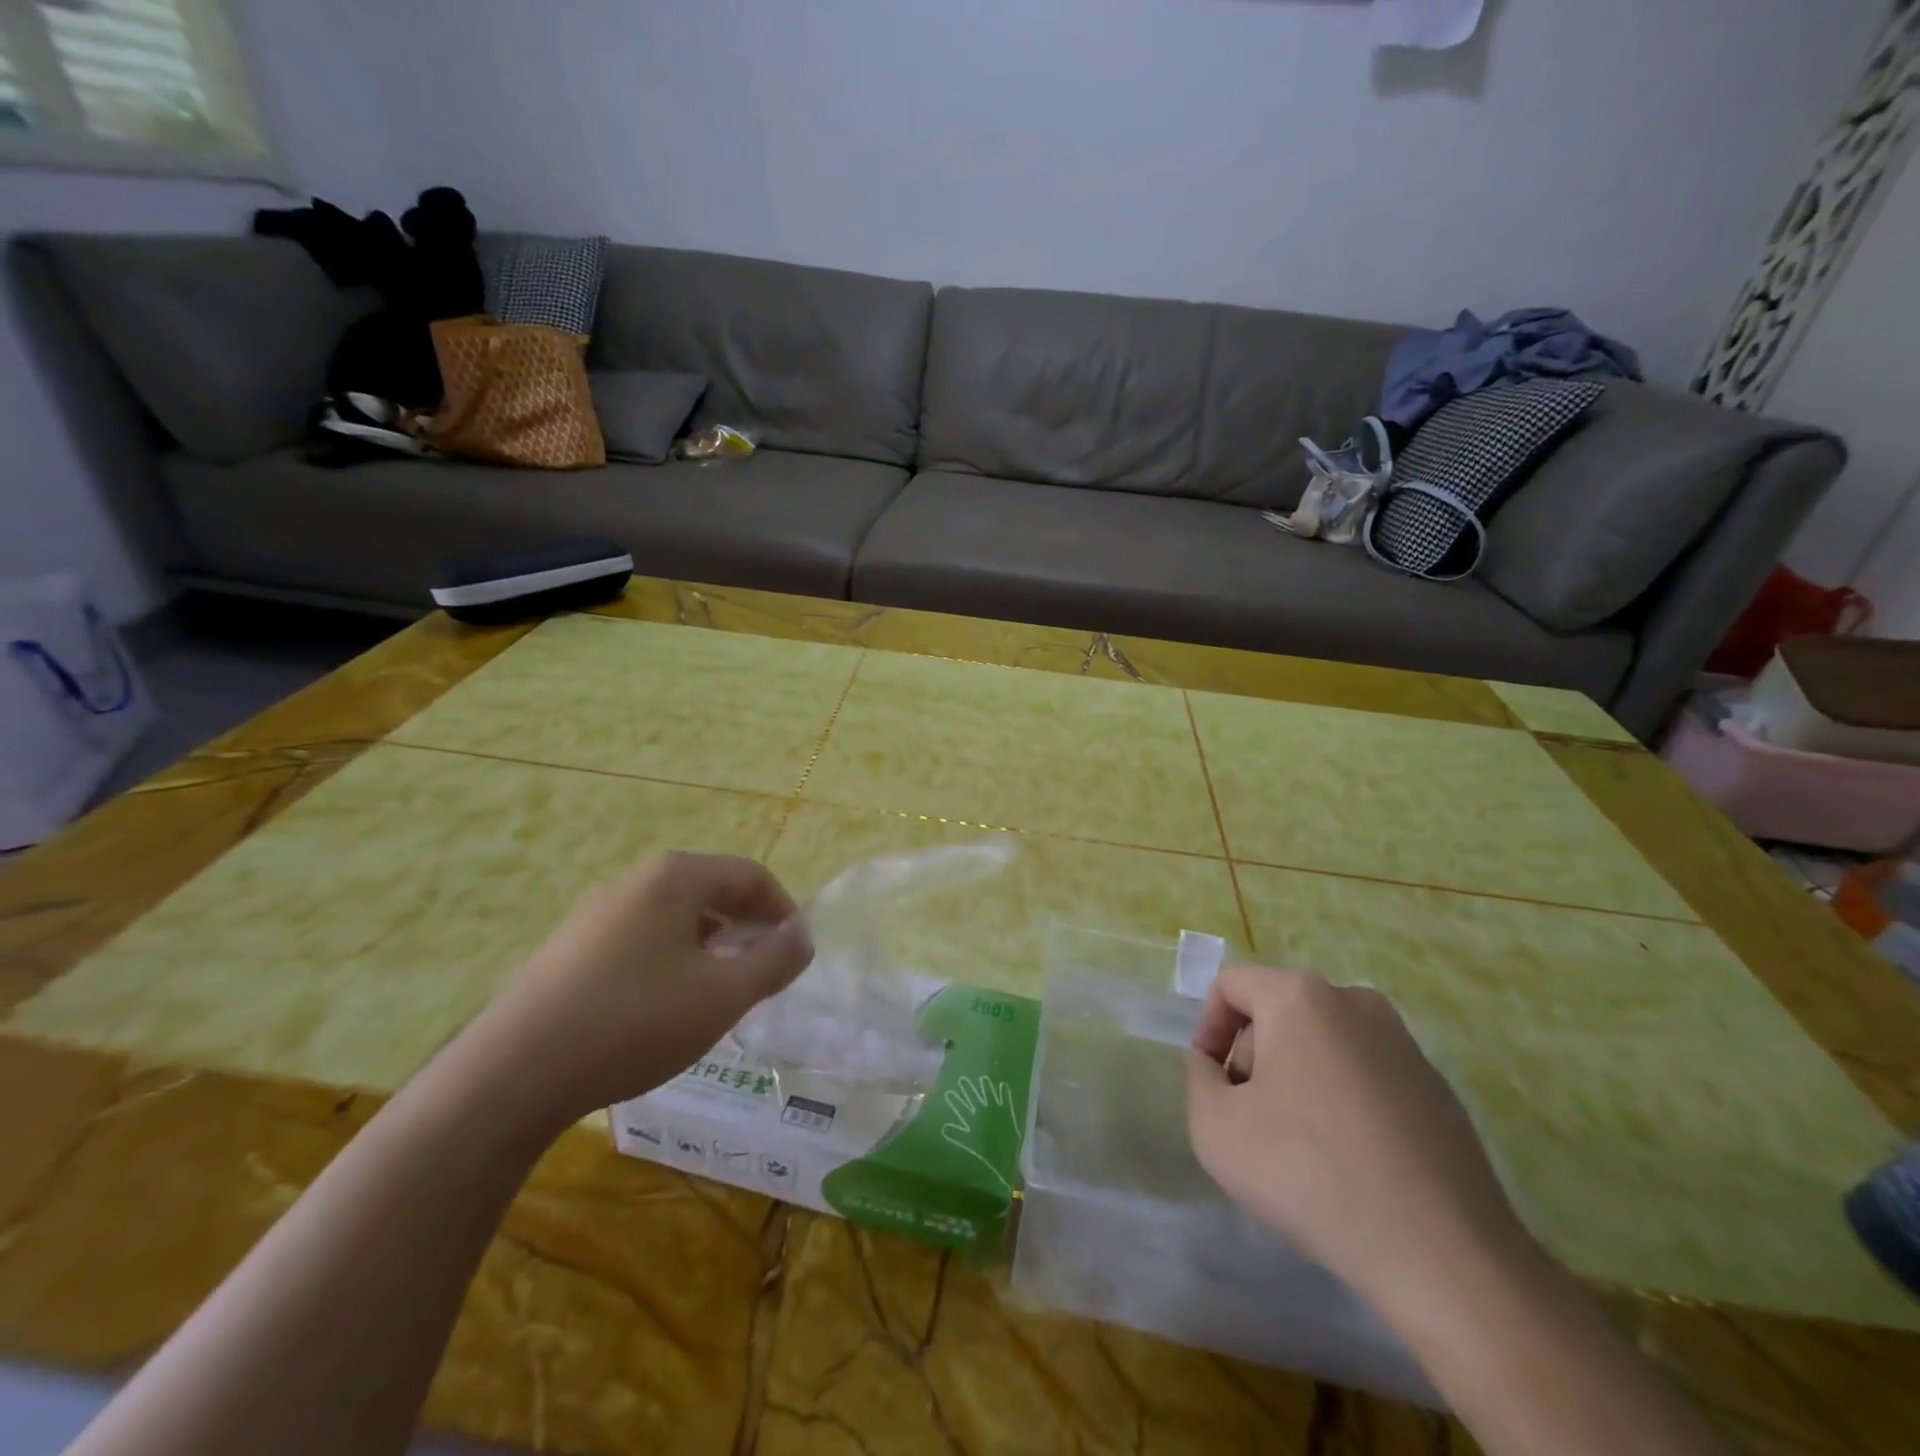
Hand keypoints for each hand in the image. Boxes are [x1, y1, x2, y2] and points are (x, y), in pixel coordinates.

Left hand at [464, 852, 813, 1129]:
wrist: (512, 1074)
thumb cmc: (635, 1021)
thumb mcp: (723, 995)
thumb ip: (774, 961)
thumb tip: (802, 938)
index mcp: (675, 877)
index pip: (750, 875)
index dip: (783, 911)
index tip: (795, 954)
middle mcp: (635, 882)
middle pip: (712, 891)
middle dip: (747, 929)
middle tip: (762, 975)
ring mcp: (597, 914)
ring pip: (676, 918)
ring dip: (711, 948)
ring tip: (718, 995)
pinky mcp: (571, 950)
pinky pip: (642, 940)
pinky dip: (673, 962)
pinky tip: (664, 1009)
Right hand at [1185, 965, 1526, 1301]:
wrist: (1444, 1256)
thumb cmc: (1310, 1173)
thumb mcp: (1215, 1128)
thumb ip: (1197, 1077)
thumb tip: (1213, 1064)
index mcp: (1300, 997)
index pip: (1231, 985)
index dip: (1207, 1028)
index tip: (1212, 1083)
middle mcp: (1354, 1002)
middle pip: (1276, 1012)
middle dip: (1252, 1057)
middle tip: (1251, 1120)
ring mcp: (1404, 1043)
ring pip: (1321, 1042)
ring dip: (1295, 1078)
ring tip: (1298, 1146)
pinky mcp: (1437, 1088)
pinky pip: (1364, 1074)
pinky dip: (1341, 1100)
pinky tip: (1348, 1161)